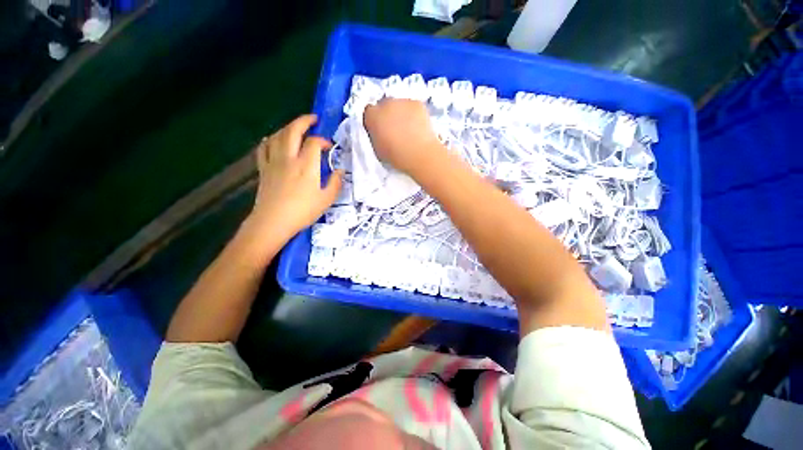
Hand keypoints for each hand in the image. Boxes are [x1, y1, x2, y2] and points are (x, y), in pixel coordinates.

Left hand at [249, 114, 342, 244]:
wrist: (273, 222)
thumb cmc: (303, 211)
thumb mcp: (327, 200)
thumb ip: (336, 183)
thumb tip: (341, 170)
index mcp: (306, 165)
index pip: (314, 143)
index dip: (323, 140)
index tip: (329, 147)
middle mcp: (289, 158)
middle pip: (293, 130)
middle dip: (304, 121)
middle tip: (313, 119)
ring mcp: (273, 161)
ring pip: (278, 135)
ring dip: (288, 128)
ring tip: (296, 128)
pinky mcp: (263, 168)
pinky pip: (263, 148)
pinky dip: (269, 140)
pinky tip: (273, 140)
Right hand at [363, 98, 443, 175]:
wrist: (417, 154)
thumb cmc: (395, 156)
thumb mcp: (377, 149)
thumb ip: (375, 136)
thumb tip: (379, 134)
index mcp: (371, 116)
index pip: (369, 113)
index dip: (375, 121)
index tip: (380, 130)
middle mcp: (385, 104)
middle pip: (385, 105)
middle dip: (388, 115)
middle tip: (396, 130)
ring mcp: (402, 101)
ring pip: (400, 105)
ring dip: (402, 114)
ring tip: (409, 131)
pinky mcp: (417, 103)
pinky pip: (413, 107)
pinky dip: (415, 115)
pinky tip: (418, 128)